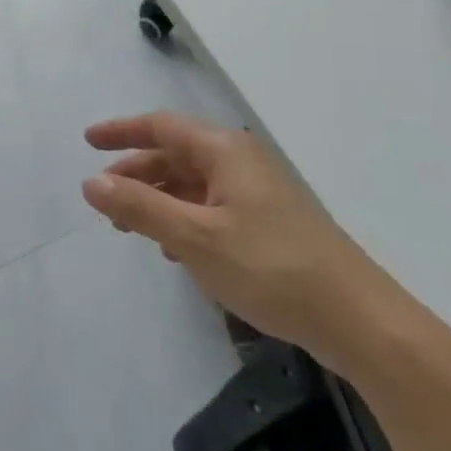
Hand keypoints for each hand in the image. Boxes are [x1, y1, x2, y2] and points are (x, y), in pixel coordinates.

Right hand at [82, 112, 401, 372]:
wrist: (362, 324)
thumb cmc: (271, 268)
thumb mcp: (194, 238)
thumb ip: (139, 207)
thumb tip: (91, 183)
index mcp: (224, 151)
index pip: (161, 126)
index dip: (122, 131)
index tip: (88, 142)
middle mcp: (241, 162)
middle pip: (176, 155)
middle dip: (136, 174)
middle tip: (105, 199)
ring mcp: (259, 194)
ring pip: (193, 184)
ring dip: (158, 200)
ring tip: (132, 229)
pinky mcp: (270, 226)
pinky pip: (212, 208)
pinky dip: (185, 220)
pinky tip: (176, 252)